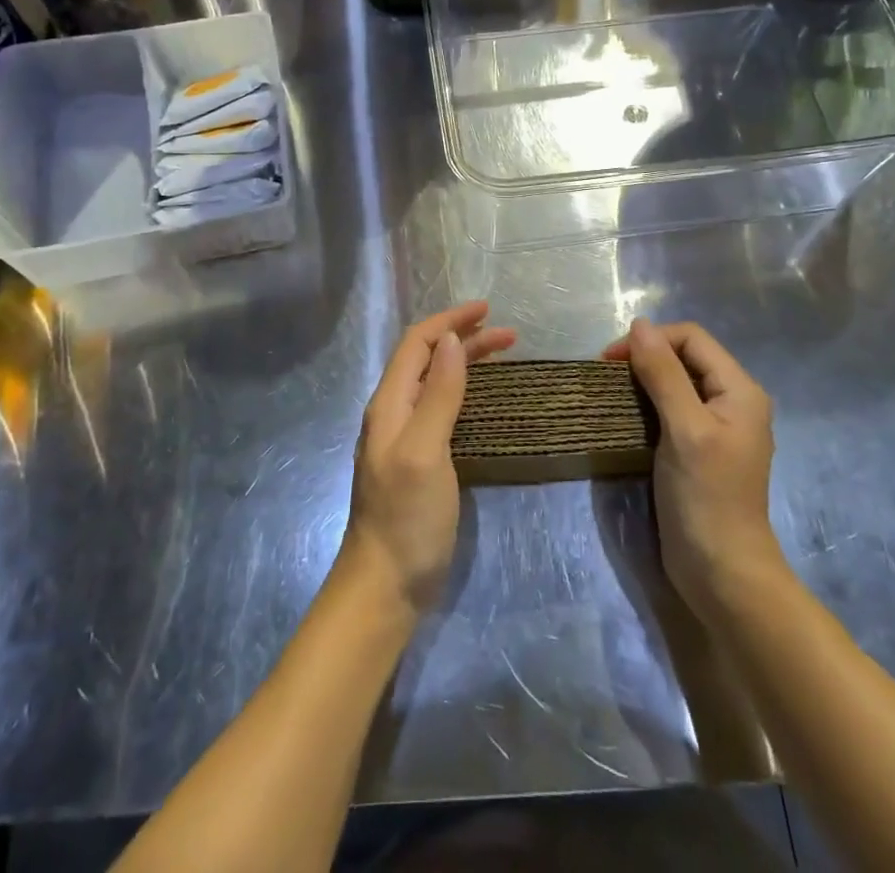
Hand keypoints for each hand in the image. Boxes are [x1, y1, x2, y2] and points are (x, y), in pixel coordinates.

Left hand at [338, 302, 515, 617]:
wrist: (386, 586)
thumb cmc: (406, 517)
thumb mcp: (424, 451)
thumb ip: (438, 395)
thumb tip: (452, 342)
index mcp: (389, 404)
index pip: (417, 344)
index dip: (449, 321)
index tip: (487, 309)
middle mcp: (393, 413)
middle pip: (428, 359)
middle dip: (463, 338)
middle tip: (508, 334)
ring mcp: (404, 438)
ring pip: (435, 382)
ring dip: (465, 361)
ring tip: (502, 354)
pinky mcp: (419, 460)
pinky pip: (441, 407)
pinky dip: (464, 389)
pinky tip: (482, 398)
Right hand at [605, 319, 782, 617]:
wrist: (722, 574)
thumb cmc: (707, 497)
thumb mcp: (684, 429)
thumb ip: (663, 374)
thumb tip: (639, 325)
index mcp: (739, 390)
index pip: (691, 338)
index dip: (651, 340)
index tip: (610, 361)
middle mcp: (731, 401)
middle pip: (684, 356)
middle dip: (645, 357)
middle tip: (606, 376)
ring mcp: (715, 426)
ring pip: (675, 382)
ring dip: (643, 380)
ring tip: (610, 393)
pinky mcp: (697, 448)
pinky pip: (671, 408)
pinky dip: (646, 404)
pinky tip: (625, 416)